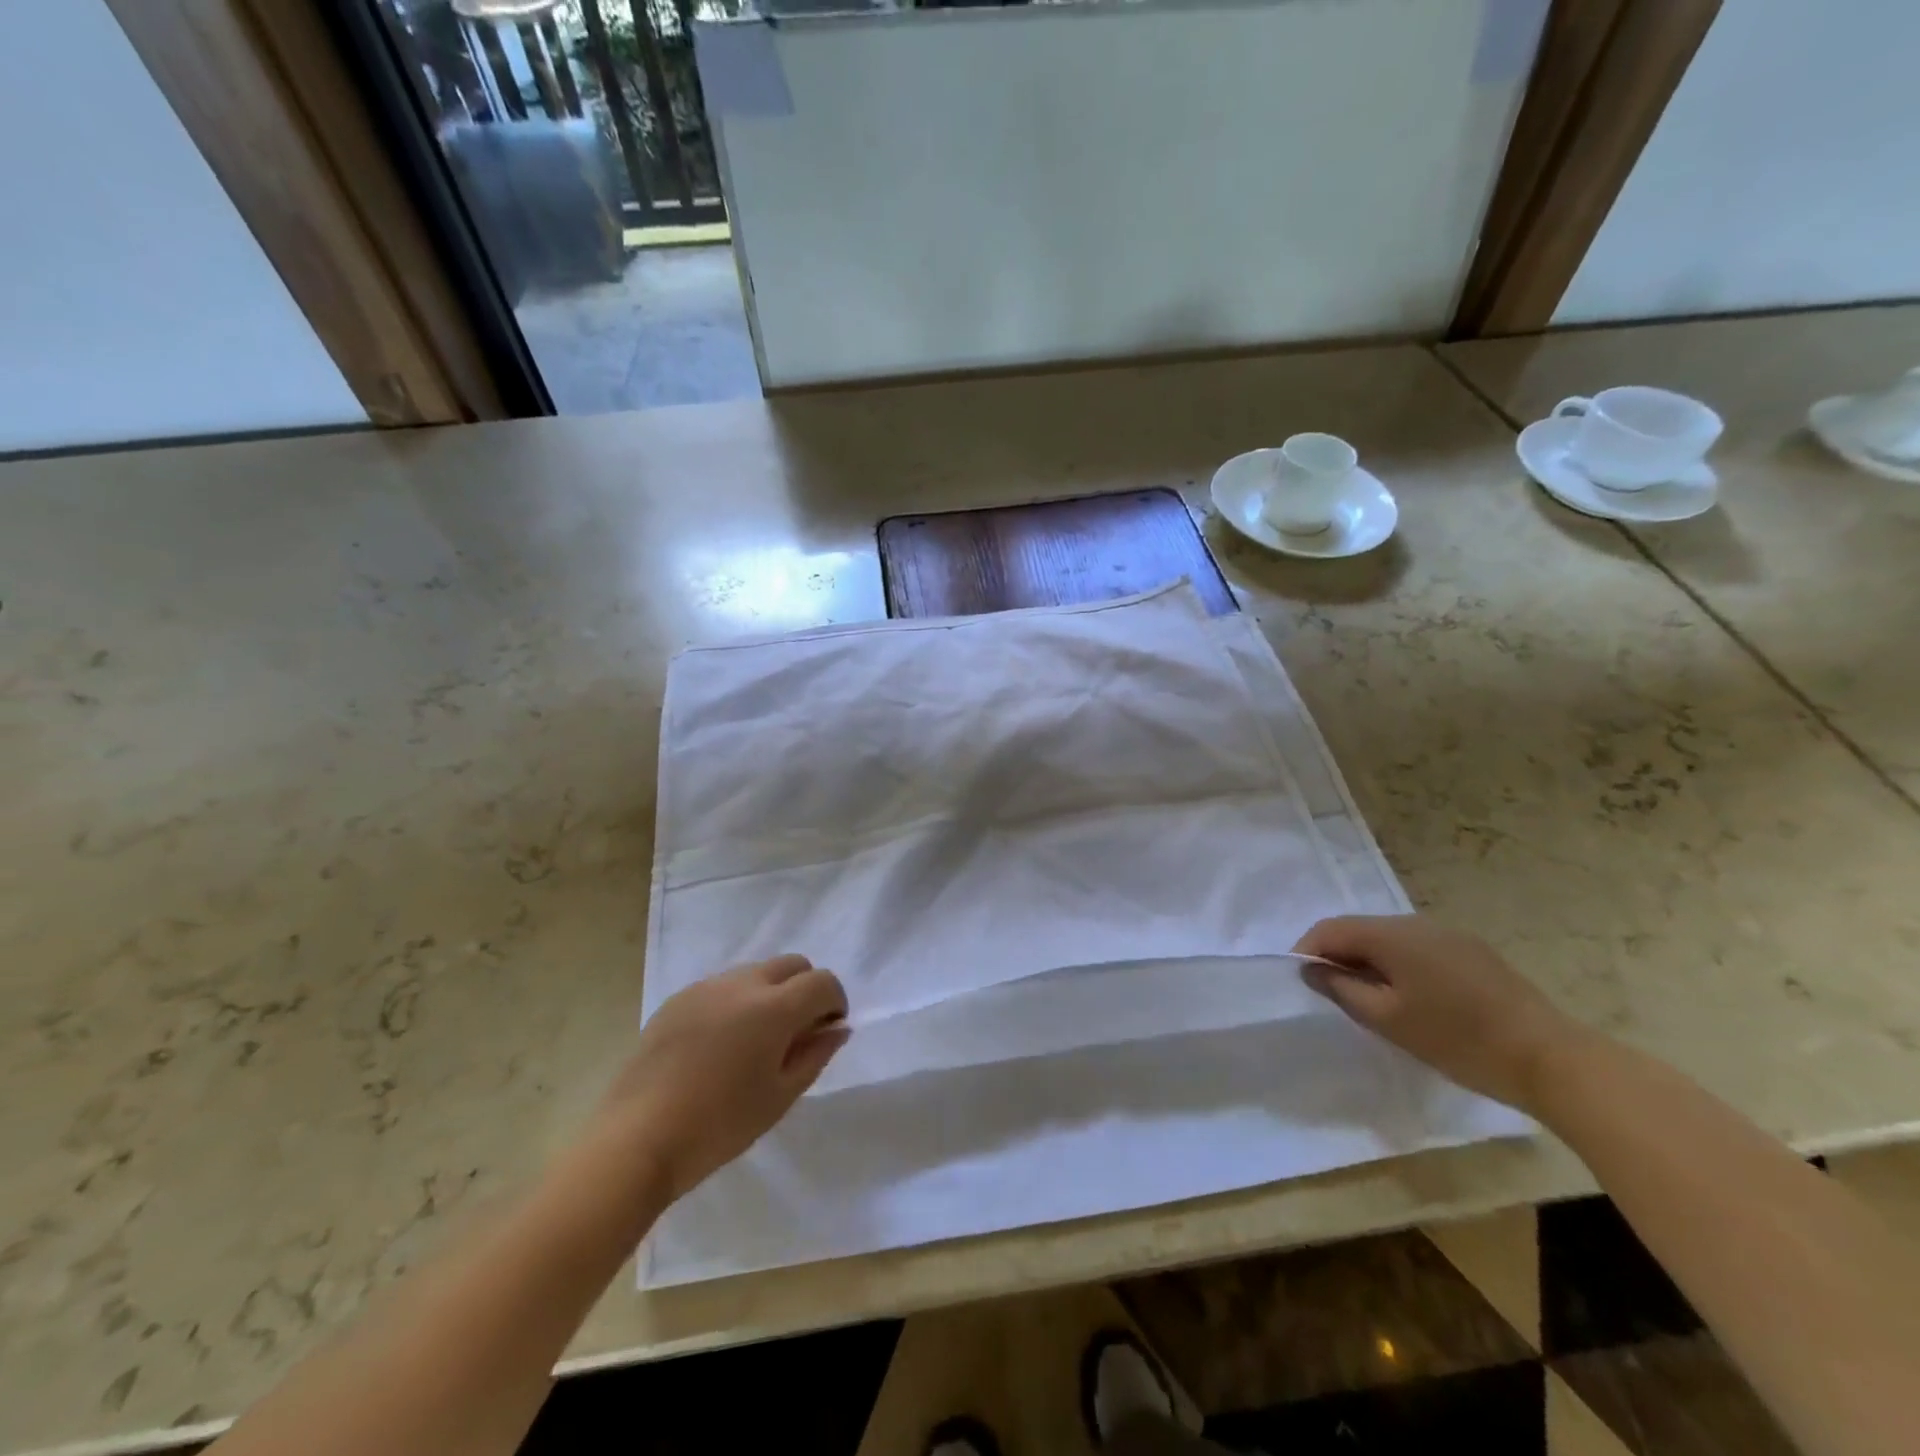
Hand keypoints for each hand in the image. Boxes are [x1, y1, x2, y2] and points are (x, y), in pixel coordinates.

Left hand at [592, 954, 848, 1202]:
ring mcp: (706, 987)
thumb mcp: (780, 1097)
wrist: (637, 1139)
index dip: (835, 1002)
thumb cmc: (719, 1125)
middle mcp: (742, 983)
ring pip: (755, 972)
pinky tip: (720, 1045)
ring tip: (755, 1040)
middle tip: (797, 1032)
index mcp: (774, 1008)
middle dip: (805, 989)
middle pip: (792, 964)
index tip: (828, 1031)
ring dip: (770, 993)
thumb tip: (837, 1028)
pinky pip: (722, 986)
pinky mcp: (678, 999)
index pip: (822, 982)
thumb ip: (815, 1055)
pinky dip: (736, 1002)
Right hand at [1293, 915, 1582, 1110]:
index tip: (1301, 981)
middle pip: (1359, 929)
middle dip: (1338, 955)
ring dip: (1369, 961)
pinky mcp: (1472, 952)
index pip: (1331, 929)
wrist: (1551, 1059)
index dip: (1307, 950)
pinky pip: (1417, 949)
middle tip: (1331, 993)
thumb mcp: (1387, 1019)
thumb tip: (1311, 968)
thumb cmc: (1458, 1039)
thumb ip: (1341, 988)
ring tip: (1368, 999)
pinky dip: (1398, 966)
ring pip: (1389, 939)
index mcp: (1392, 935)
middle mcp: (1417, 923)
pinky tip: (1410, 998)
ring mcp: (1448, 935)